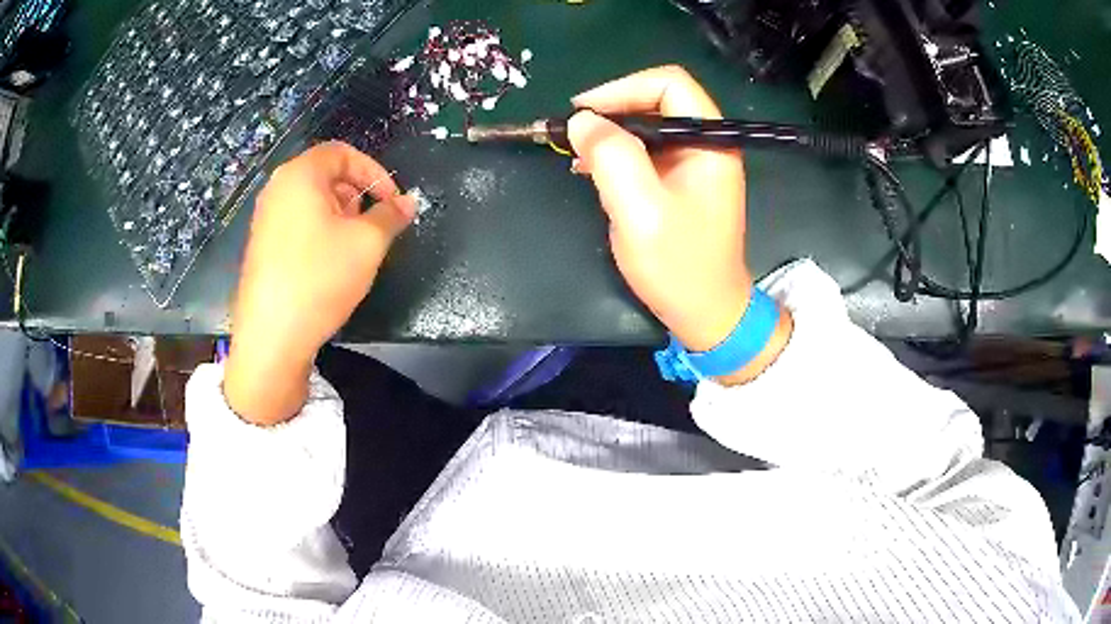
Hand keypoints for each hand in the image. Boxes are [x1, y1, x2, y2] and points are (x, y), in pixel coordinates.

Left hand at [224, 141, 416, 424]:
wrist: (271, 335)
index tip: (392, 201)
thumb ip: (391, 215)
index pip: (341, 153)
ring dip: (341, 215)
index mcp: (300, 174)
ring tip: (355, 247)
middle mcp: (277, 189)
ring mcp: (265, 218)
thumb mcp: (368, 243)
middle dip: (357, 194)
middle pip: (325, 175)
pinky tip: (330, 264)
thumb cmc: (319, 277)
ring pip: (311, 201)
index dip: (373, 171)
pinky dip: (320, 231)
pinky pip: (297, 223)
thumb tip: (408, 202)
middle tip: (375, 224)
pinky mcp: (261, 246)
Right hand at [567, 66, 790, 383]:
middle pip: (657, 99)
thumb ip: (611, 157)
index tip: (582, 112)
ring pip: (647, 124)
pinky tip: (591, 168)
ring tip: (575, 152)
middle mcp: (706, 143)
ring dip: (609, 132)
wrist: (706, 313)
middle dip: (611, 109)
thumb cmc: (679, 266)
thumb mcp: (641, 210)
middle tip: (572, 132)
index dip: (622, 87)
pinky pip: (645, 150)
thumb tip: (582, 120)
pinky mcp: (680, 181)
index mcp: (710, 141)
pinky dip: (616, 152)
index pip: (669, 83)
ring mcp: (694, 162)